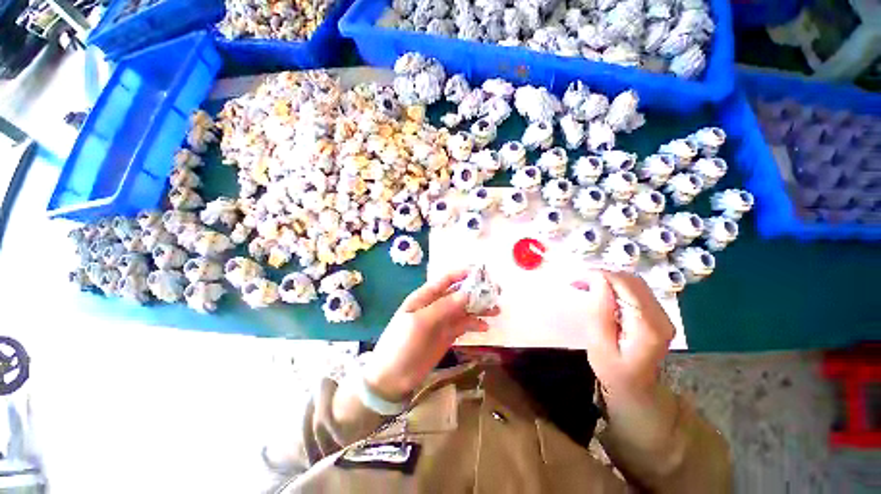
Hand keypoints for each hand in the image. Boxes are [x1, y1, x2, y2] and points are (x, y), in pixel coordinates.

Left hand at [362, 268, 499, 401]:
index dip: (462, 273)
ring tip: (496, 310)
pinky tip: (485, 327)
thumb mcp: (419, 322)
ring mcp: (442, 321)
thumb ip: (443, 307)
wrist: (392, 378)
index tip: (481, 272)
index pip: (445, 280)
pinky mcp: (447, 336)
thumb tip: (467, 293)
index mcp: (425, 297)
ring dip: (479, 308)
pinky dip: (475, 324)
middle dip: (476, 291)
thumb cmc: (401, 344)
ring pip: (464, 309)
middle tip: (496, 291)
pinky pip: (464, 325)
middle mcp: (435, 305)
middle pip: (458, 293)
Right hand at [545, 270, 673, 402]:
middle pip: (632, 281)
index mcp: (647, 326)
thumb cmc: (612, 369)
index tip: (578, 279)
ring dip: (609, 279)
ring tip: (588, 286)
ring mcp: (663, 315)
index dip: (601, 275)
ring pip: (635, 283)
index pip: (626, 285)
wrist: (636, 388)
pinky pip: (637, 290)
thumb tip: (598, 279)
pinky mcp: (658, 314)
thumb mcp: (598, 343)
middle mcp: (661, 317)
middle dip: (604, 275)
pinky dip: (617, 286)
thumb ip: (600, 311)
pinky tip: (602, 293)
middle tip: (580, 282)